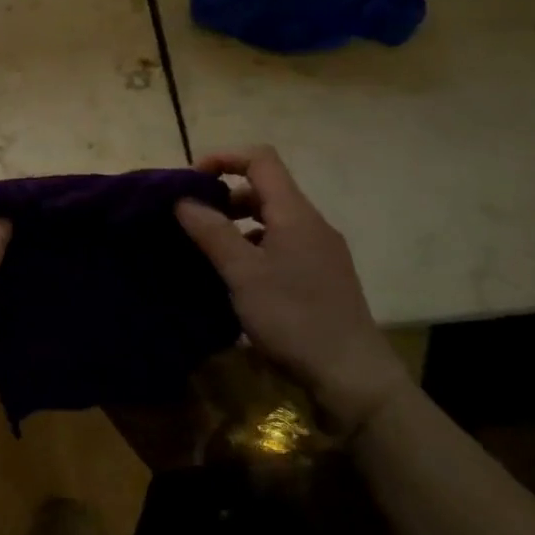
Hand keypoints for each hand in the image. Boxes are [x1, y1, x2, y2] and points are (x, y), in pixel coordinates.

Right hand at [176, 145, 407, 432]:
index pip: (261, 159)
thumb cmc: (293, 318)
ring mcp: (320, 251)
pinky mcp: (321, 277)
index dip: (224, 158)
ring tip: (208, 248)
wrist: (351, 376)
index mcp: (295, 214)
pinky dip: (254, 247)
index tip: (190, 181)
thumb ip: (212, 232)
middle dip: (225, 194)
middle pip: (266, 188)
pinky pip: (281, 245)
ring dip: (238, 223)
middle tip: (191, 218)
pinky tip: (237, 277)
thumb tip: (182, 199)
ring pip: (273, 219)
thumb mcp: (243, 274)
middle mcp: (311, 224)